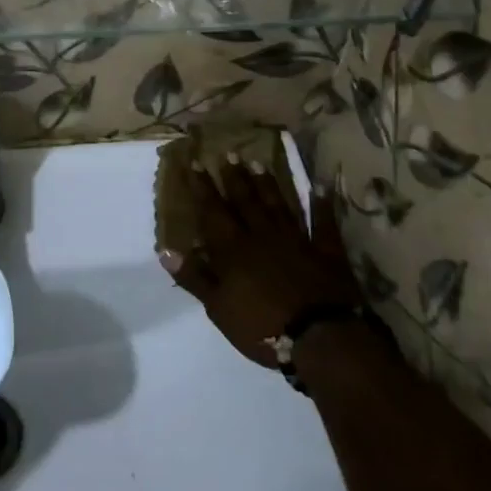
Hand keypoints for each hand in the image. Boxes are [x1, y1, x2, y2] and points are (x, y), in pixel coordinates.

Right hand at [159, 155, 363, 368]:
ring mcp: (296, 240)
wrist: (320, 337)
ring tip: (258, 162)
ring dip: (267, 184)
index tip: (195, 163)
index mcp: (234, 248)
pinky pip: (322, 222)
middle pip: (246, 200)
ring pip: (278, 204)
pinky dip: (321, 204)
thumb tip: (165, 251)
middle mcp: (262, 235)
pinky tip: (319, 186)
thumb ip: (194, 277)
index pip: (213, 211)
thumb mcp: (218, 308)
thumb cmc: (261, 325)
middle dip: (234, 177)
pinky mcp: (325, 251)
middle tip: (228, 153)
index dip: (203, 187)